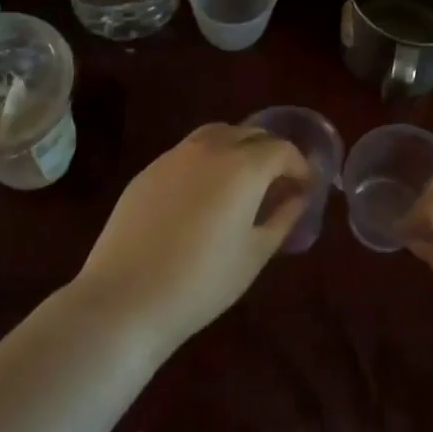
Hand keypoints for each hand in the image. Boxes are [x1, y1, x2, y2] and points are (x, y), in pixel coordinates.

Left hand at [71, 123, 308, 352]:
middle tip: (278, 184)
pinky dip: (207, 160)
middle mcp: (210, 148)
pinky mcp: (148, 170)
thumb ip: (283, 218)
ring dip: (238, 148)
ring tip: (242, 183)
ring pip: (217, 134)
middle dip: (271, 153)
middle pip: (250, 134)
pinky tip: (203, 195)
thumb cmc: (203, 281)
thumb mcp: (255, 254)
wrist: (126, 297)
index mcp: (243, 166)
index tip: (305, 188)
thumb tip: (298, 197)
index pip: (282, 150)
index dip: (299, 166)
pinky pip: (188, 152)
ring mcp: (174, 156)